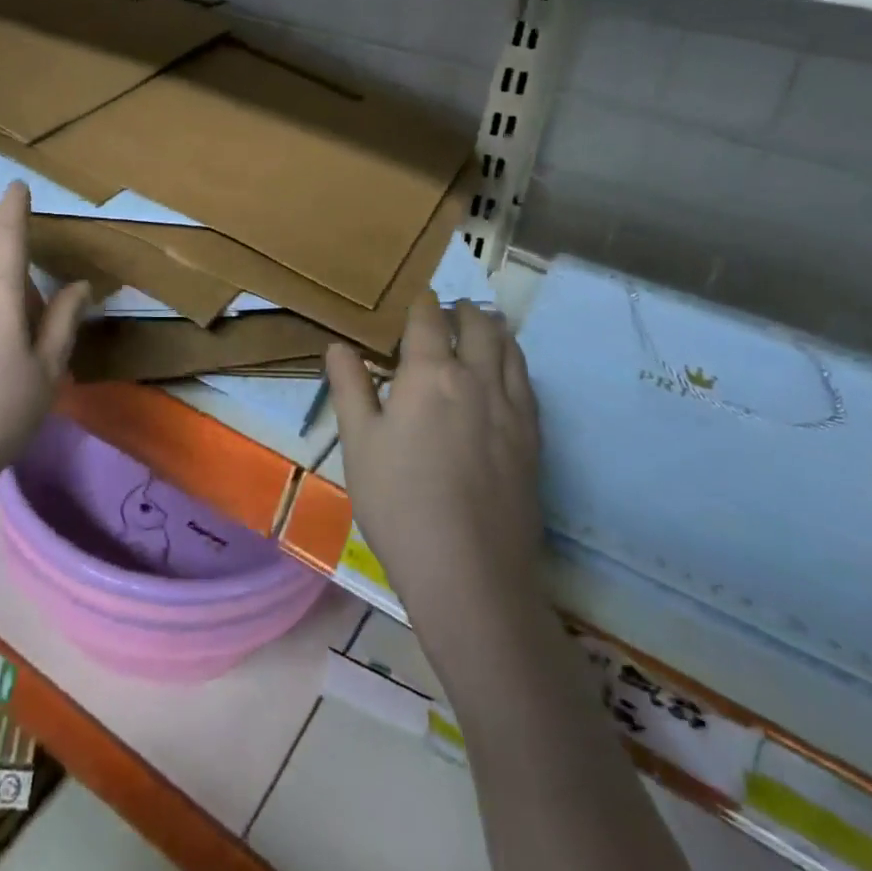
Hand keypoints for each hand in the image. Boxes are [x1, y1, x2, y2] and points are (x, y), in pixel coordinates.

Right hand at [325, 296, 543, 640]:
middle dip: (464, 311)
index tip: (417, 299)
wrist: (469, 571)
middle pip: (479, 326)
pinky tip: (506, 377)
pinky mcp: (533, 440)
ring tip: (483, 329)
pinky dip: (515, 364)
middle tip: (450, 310)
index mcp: (430, 374)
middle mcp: (477, 379)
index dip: (422, 304)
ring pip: (511, 350)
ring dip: (495, 331)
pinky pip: (528, 384)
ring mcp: (512, 410)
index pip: (428, 320)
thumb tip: (338, 346)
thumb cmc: (398, 502)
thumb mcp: (358, 442)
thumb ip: (350, 387)